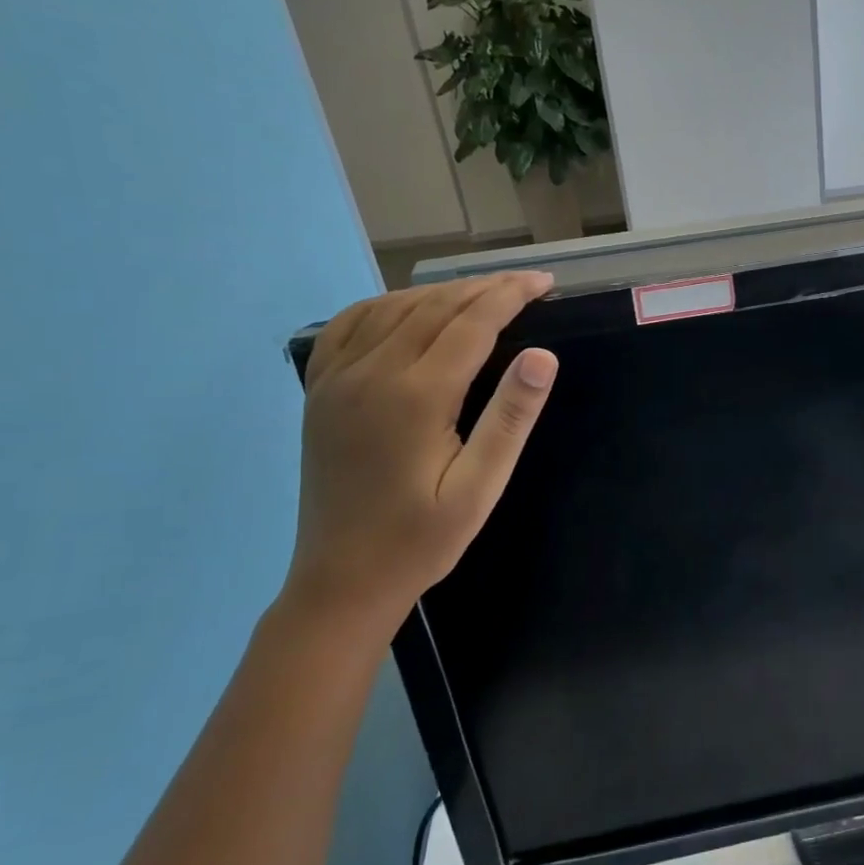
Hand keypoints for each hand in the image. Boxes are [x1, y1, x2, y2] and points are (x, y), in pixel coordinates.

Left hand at [281, 273, 558, 640]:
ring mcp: (337, 380)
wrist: (341, 581)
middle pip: (434, 307)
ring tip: (480, 293)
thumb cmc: (421, 540)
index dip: (510, 295)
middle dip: (484, 288)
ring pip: (393, 309)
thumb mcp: (479, 488)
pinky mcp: (319, 391)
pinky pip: (348, 326)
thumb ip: (510, 418)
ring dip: (440, 292)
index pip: (472, 323)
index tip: (544, 283)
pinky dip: (385, 305)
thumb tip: (543, 355)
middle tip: (525, 283)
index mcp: (416, 397)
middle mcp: (371, 374)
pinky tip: (407, 308)